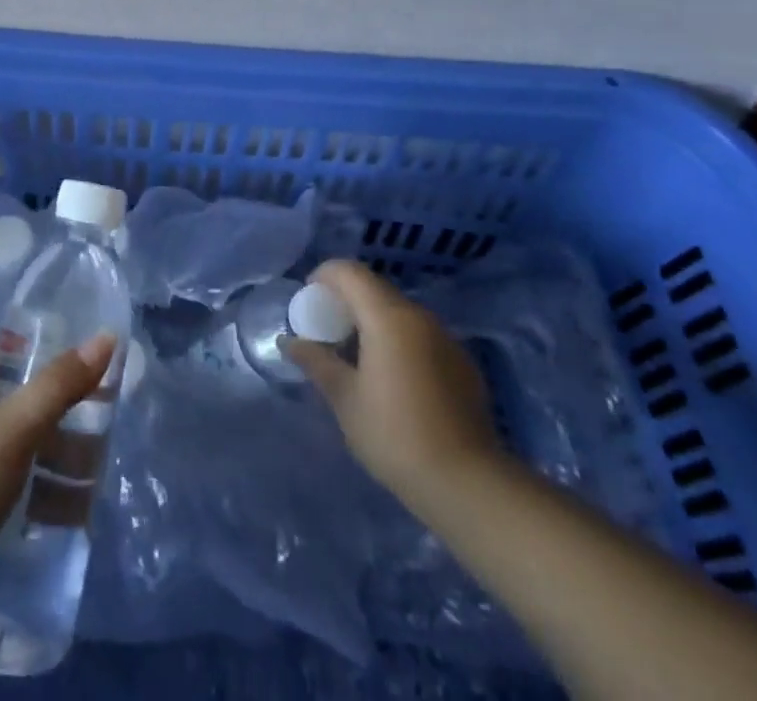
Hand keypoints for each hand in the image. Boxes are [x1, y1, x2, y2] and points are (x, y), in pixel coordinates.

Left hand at [0, 333, 116, 603]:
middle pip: (11, 400)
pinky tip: (62, 509)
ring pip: (9, 444)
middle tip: (96, 431)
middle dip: (56, 416)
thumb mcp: (13, 429)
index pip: (5, 353)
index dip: (42, 359)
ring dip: (49, 457)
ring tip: (90, 478)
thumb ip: (58, 385)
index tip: (82, 375)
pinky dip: (30, 487)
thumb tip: (106, 337)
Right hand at [283, 259, 500, 517]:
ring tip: (357, 359)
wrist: (468, 484)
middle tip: (327, 333)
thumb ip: (316, 362)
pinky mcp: (462, 364)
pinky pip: (420, 336)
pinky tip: (393, 381)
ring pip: (399, 313)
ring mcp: (446, 339)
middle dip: (346, 301)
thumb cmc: (395, 435)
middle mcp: (420, 316)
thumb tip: (288, 341)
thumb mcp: (345, 399)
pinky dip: (398, 342)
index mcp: (388, 317)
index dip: (323, 277)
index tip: (309, 303)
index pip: (349, 272)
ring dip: (373, 322)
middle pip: (375, 289)